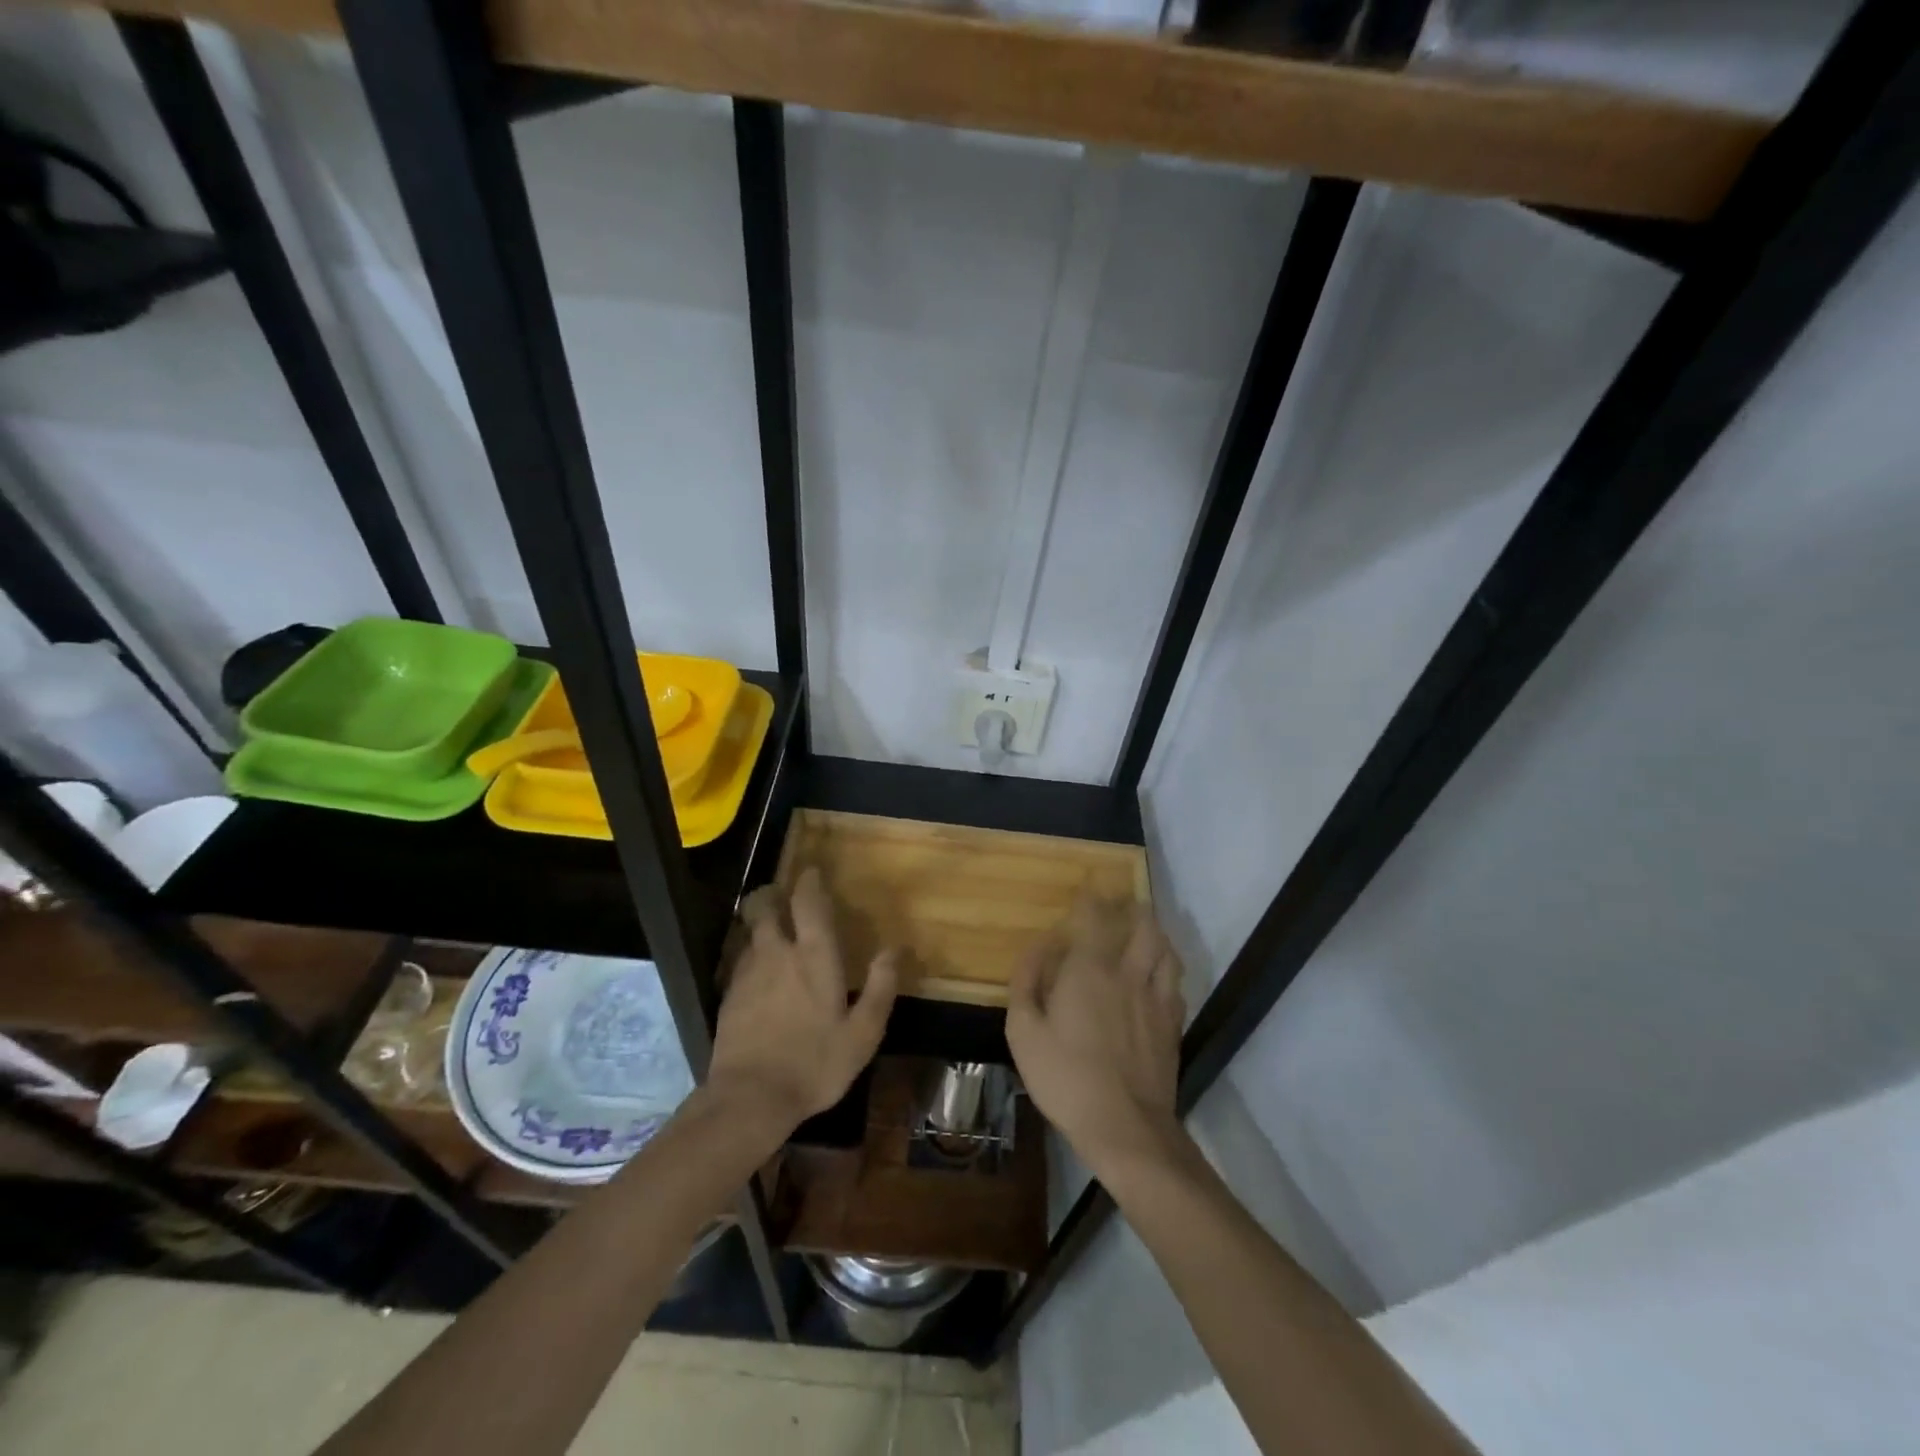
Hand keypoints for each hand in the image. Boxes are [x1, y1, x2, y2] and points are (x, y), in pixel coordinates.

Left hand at [707, 867, 897, 1135]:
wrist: (749, 1098)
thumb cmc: (815, 1063)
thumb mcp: (862, 1033)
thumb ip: (880, 987)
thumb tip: (895, 949)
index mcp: (813, 956)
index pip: (807, 902)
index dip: (809, 882)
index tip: (812, 872)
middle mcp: (777, 953)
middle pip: (764, 906)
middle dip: (771, 893)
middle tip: (782, 896)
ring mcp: (747, 973)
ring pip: (749, 932)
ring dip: (759, 924)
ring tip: (771, 931)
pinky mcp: (728, 996)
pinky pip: (739, 960)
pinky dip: (750, 955)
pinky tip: (758, 974)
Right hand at [1007, 899, 1186, 1174]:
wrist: (1126, 1128)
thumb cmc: (1065, 1078)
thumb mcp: (1024, 1032)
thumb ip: (1027, 982)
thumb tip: (1038, 946)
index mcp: (1090, 969)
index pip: (1096, 916)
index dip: (1093, 896)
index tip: (1089, 886)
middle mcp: (1129, 973)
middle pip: (1144, 925)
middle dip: (1133, 908)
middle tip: (1122, 905)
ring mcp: (1157, 999)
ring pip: (1167, 950)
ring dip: (1156, 934)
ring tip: (1145, 933)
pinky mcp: (1173, 1025)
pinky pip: (1175, 983)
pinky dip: (1167, 970)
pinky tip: (1158, 977)